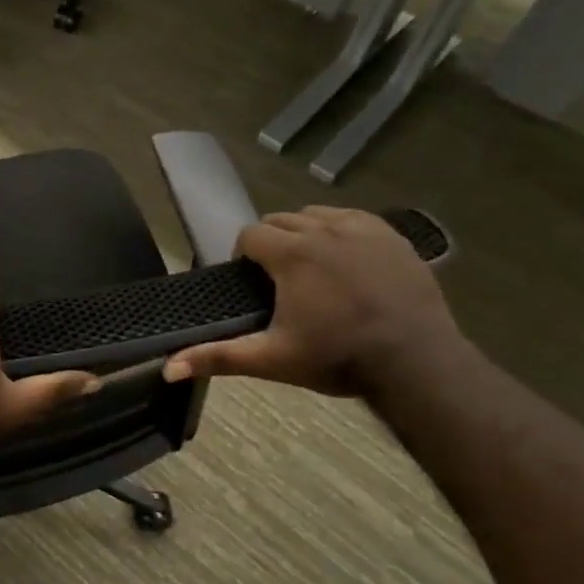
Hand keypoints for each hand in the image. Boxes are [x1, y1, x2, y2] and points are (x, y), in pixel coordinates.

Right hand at [162, 208, 461, 395]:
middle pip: (281, 219)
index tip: (252, 283)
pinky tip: (346, 261)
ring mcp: (363, 229)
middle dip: (272, 243)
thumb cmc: (336, 358)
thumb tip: (167, 368)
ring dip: (305, 233)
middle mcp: (324, 229)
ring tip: (312, 268)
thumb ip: (218, 357)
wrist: (415, 363)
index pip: (250, 234)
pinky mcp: (392, 236)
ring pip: (317, 214)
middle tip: (279, 280)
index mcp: (291, 254)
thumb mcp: (271, 359)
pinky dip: (341, 231)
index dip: (244, 256)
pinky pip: (354, 218)